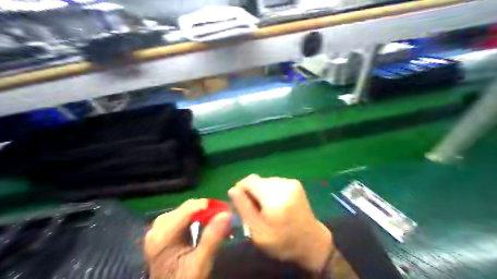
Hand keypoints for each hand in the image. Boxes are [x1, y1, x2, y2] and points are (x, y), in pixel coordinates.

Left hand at [145, 198, 232, 278]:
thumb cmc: (184, 278)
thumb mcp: (200, 264)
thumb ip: (212, 238)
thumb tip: (226, 214)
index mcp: (162, 236)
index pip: (189, 209)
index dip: (209, 206)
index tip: (225, 210)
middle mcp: (159, 226)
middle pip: (189, 207)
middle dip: (207, 210)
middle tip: (222, 217)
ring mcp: (162, 223)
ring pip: (189, 207)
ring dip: (204, 211)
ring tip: (215, 220)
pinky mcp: (167, 223)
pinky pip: (187, 211)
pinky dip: (198, 214)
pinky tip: (204, 221)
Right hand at [229, 175, 332, 271]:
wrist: (311, 241)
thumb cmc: (282, 241)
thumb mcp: (258, 232)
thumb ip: (244, 208)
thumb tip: (233, 189)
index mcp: (274, 200)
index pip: (250, 181)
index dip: (242, 187)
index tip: (240, 198)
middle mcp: (283, 186)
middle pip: (258, 180)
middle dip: (252, 191)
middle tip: (255, 207)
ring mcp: (291, 182)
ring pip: (265, 180)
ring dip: (262, 190)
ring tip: (267, 205)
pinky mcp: (294, 182)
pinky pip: (274, 181)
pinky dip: (271, 189)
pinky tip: (276, 201)